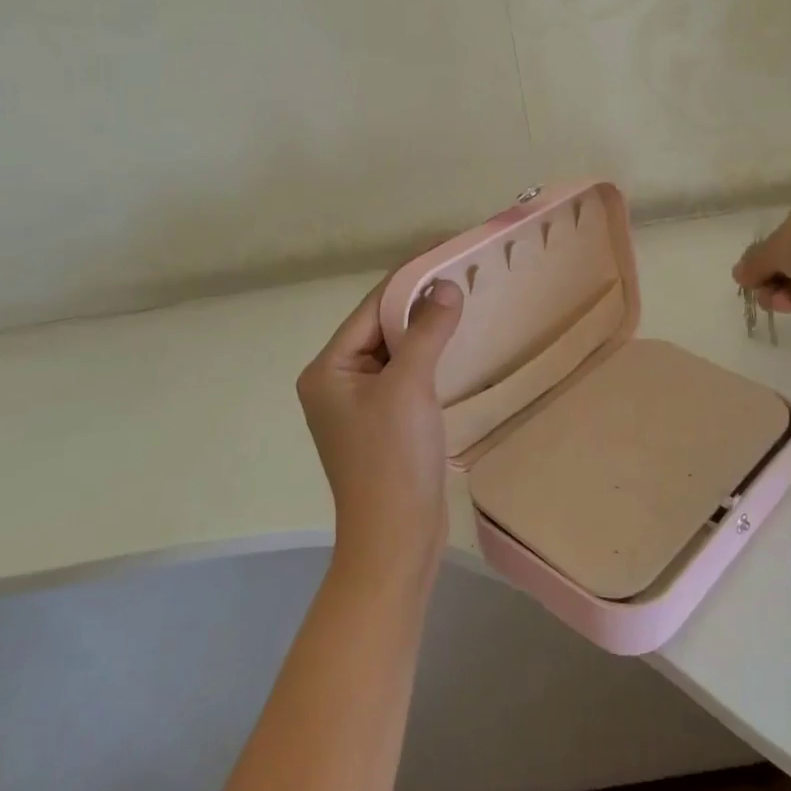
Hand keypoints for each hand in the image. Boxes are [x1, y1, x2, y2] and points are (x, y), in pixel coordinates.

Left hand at [296, 276, 463, 571]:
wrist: (396, 539)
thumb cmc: (393, 458)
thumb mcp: (409, 386)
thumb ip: (427, 331)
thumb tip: (446, 286)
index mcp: (328, 369)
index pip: (371, 309)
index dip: (408, 278)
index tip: (443, 251)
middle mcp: (336, 382)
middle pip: (381, 328)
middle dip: (419, 303)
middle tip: (460, 273)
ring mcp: (359, 405)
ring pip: (395, 352)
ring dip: (425, 329)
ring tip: (462, 300)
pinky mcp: (383, 424)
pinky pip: (405, 376)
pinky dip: (428, 357)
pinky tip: (454, 344)